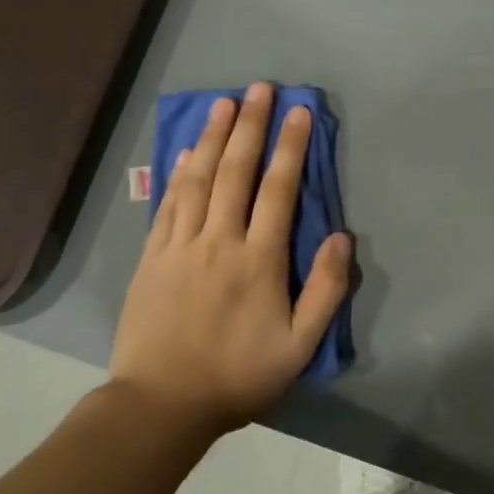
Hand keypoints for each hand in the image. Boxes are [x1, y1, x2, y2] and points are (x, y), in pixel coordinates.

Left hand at [110, 82, 351, 438]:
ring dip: (212, 137)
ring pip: (198, 179)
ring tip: (222, 103)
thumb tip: (341, 238)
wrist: (161, 405)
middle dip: (250, 125)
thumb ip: (325, 290)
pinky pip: (167, 204)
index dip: (290, 147)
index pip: (279, 189)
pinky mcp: (152, 258)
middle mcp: (219, 240)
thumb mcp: (299, 346)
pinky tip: (185, 152)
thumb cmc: (238, 376)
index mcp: (258, 259)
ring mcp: (180, 246)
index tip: (299, 112)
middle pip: (236, 171)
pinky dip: (178, 173)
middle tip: (259, 88)